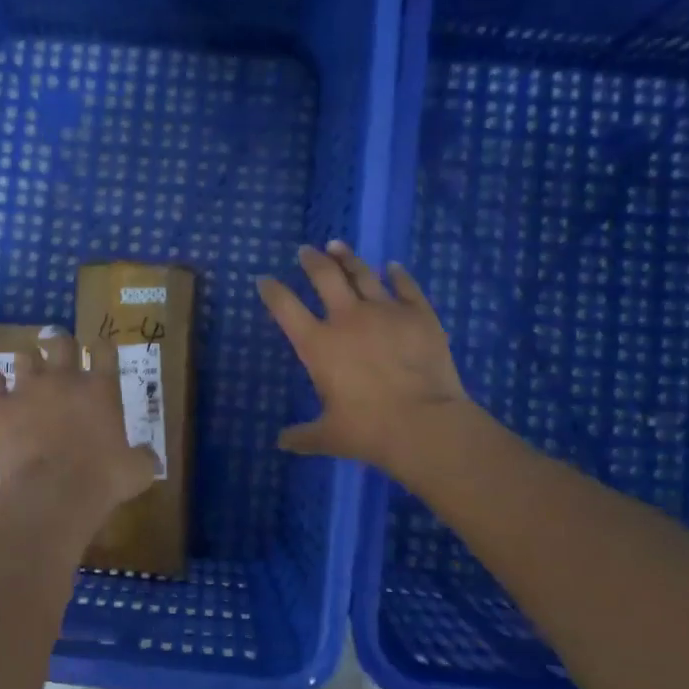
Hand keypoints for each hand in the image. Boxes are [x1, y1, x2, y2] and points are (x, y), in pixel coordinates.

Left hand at [0, 328, 158, 523]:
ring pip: (24, 356)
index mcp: (101, 388)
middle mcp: (64, 379)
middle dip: (61, 344)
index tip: (100, 351)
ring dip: (28, 361)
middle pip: (61, 342)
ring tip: (28, 371)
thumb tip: (148, 455)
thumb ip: (144, 457)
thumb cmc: (102, 480)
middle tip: (60, 354)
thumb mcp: (137, 471)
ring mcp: (27, 389)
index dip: (102, 347)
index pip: (104, 350)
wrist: (52, 495)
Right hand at [258, 243, 478, 476]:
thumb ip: (303, 436)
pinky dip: (398, 274)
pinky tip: (393, 266)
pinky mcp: (419, 314)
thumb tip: (282, 442)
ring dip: (347, 257)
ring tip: (338, 245)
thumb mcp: (329, 436)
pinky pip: (406, 286)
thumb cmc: (368, 430)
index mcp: (318, 345)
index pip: (285, 307)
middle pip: (324, 276)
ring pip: (362, 273)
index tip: (264, 280)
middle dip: (311, 261)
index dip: (272, 291)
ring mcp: (385, 311)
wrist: (425, 424)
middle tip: (305, 251)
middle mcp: (347, 318)